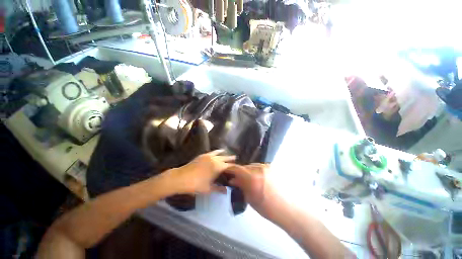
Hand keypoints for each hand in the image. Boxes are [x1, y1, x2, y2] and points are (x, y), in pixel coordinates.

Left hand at [168, 150, 235, 193]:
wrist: (180, 178)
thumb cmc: (195, 185)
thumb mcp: (208, 189)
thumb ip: (219, 189)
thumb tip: (226, 191)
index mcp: (218, 167)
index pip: (228, 166)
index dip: (233, 166)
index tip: (237, 167)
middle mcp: (215, 159)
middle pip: (225, 158)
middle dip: (230, 158)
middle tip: (235, 157)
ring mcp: (208, 156)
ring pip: (219, 153)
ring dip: (224, 154)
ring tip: (228, 153)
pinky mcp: (202, 155)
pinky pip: (212, 152)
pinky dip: (216, 151)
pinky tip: (217, 152)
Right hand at [227, 163, 273, 211]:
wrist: (287, 209)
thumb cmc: (267, 208)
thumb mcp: (250, 198)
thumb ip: (241, 186)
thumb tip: (232, 180)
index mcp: (252, 177)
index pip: (237, 168)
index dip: (230, 170)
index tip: (227, 173)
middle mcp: (259, 168)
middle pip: (245, 166)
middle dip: (240, 172)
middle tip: (239, 179)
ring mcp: (266, 167)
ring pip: (252, 166)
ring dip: (248, 171)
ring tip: (249, 180)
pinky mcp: (272, 168)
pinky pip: (260, 167)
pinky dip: (256, 171)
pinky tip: (258, 179)